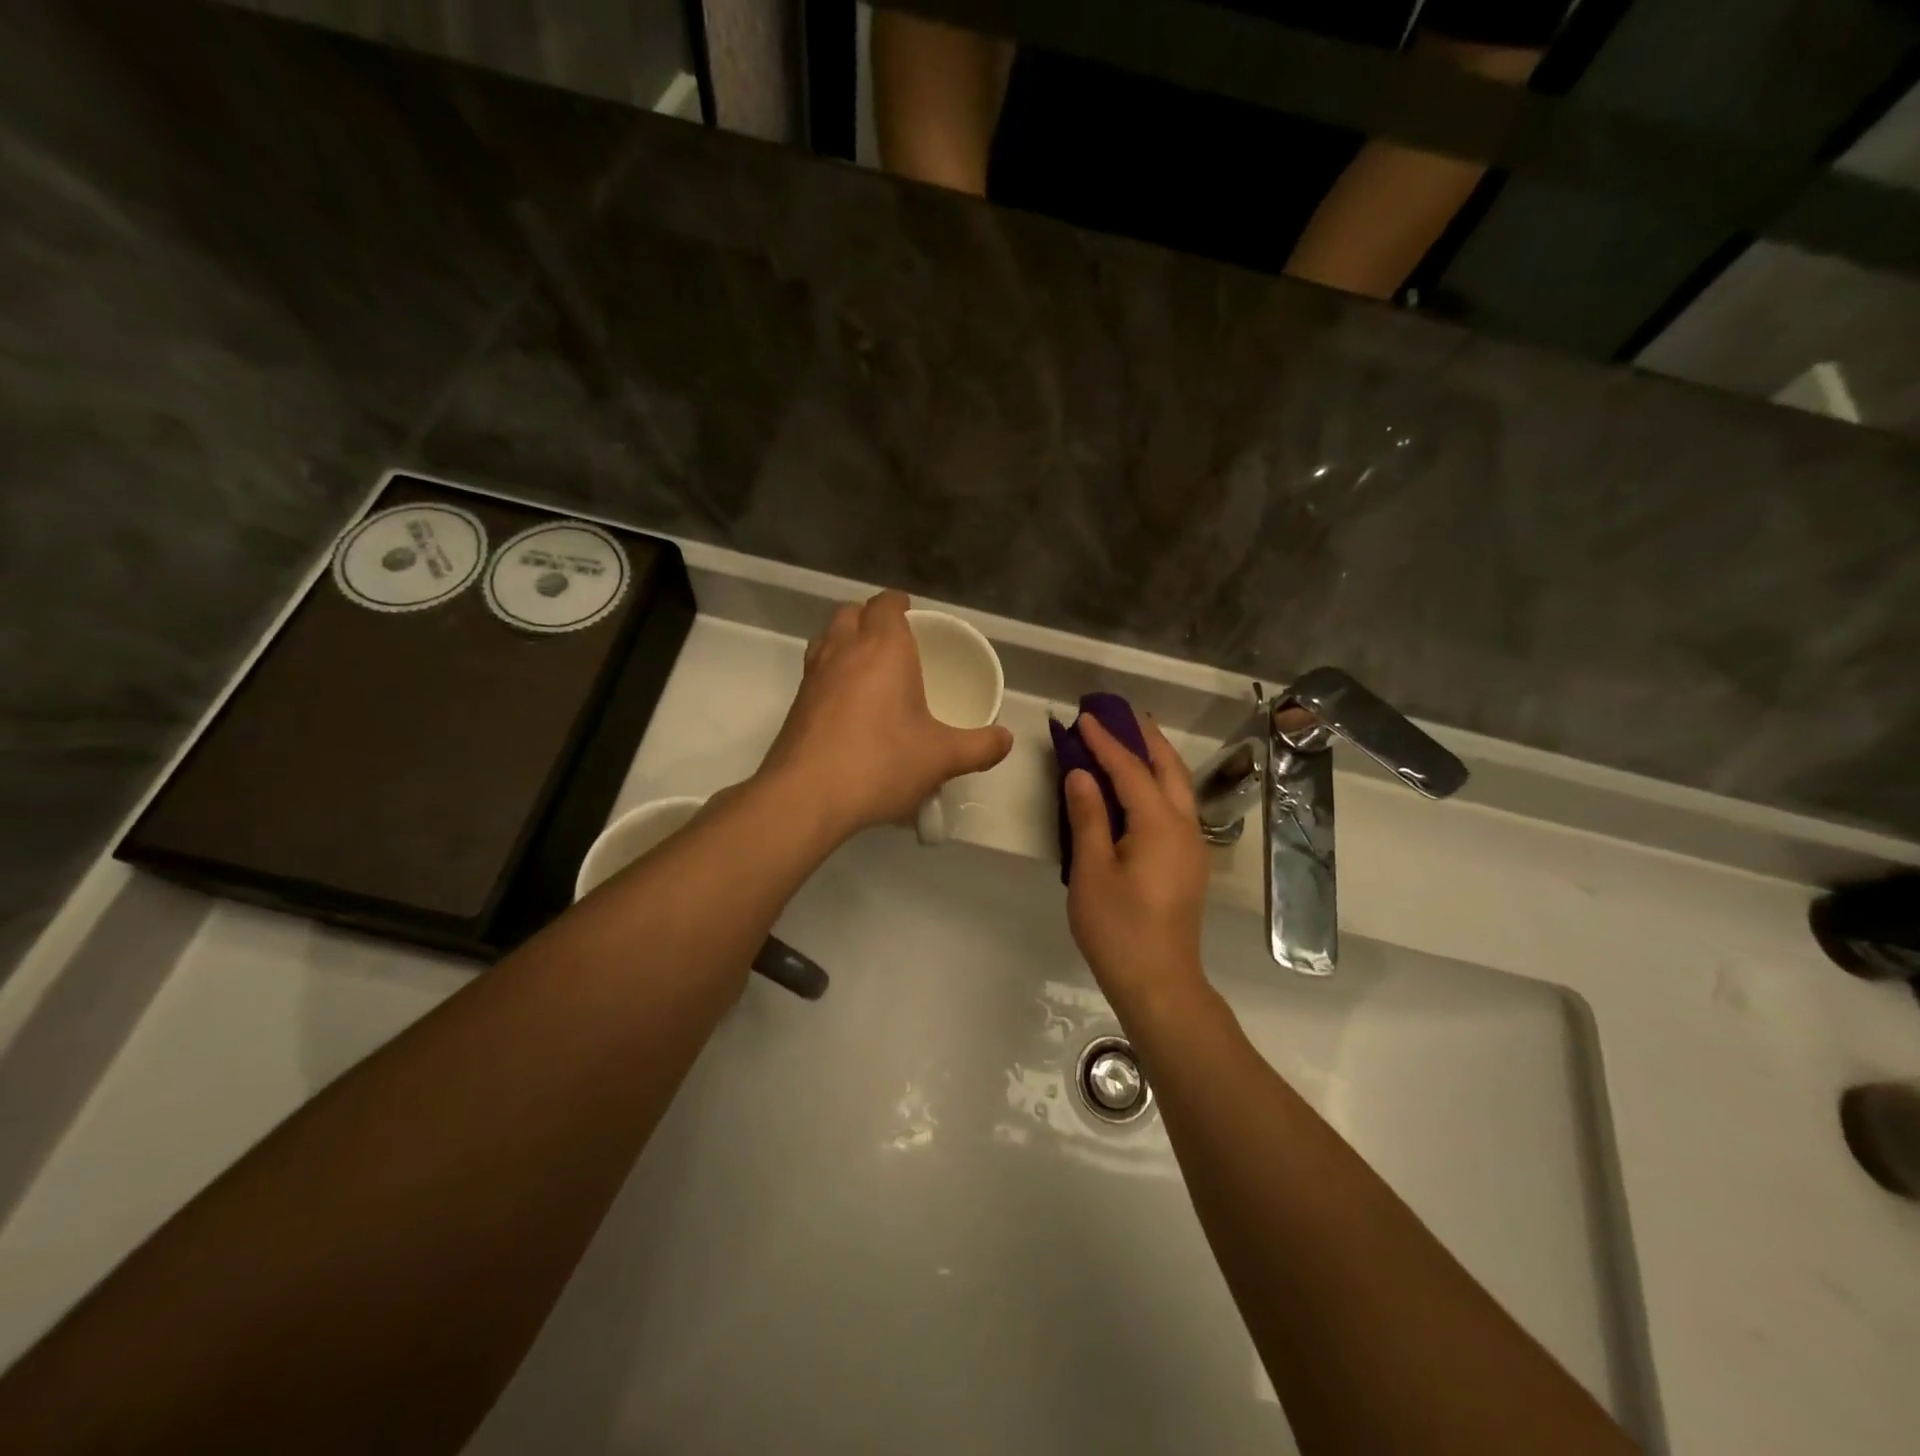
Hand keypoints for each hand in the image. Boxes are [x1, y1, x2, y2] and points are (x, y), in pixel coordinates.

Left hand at [759, 590, 1012, 841]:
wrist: (807, 796)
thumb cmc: (882, 763)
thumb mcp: (942, 758)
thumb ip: (980, 747)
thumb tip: (1006, 740)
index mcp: (884, 648)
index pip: (885, 605)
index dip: (898, 603)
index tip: (910, 612)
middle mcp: (844, 651)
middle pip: (851, 613)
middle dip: (870, 617)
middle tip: (892, 640)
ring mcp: (814, 676)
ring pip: (827, 638)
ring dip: (845, 640)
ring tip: (868, 667)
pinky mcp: (796, 704)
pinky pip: (815, 671)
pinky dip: (831, 672)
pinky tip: (848, 705)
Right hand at [1063, 714, 1210, 1013]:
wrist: (1159, 982)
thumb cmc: (1118, 929)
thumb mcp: (1092, 871)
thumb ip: (1087, 817)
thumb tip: (1081, 773)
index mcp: (1160, 825)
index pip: (1131, 770)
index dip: (1106, 742)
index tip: (1084, 717)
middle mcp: (1184, 827)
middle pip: (1168, 768)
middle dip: (1145, 737)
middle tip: (1120, 713)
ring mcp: (1191, 845)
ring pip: (1178, 786)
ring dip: (1155, 757)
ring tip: (1131, 737)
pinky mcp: (1188, 862)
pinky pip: (1176, 806)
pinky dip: (1158, 782)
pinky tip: (1139, 785)